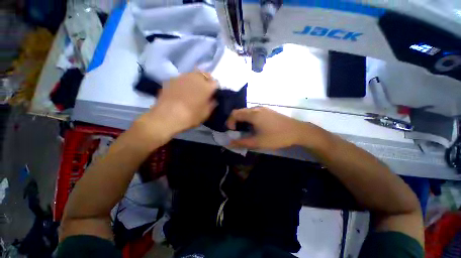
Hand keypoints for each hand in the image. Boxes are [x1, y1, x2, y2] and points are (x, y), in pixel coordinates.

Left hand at [135, 72, 216, 141]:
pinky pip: (183, 78)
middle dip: (207, 80)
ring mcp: (183, 77)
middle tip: (204, 89)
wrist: (167, 116)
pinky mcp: (173, 79)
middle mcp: (196, 78)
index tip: (213, 94)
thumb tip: (213, 99)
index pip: (215, 82)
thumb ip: (212, 104)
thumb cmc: (190, 116)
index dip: (215, 88)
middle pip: (205, 74)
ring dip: (196, 79)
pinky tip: (182, 90)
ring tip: (193, 89)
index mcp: (206, 87)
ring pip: (194, 74)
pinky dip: (185, 82)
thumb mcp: (206, 114)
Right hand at [226, 107, 316, 149]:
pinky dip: (249, 119)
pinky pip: (253, 113)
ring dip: (242, 120)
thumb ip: (242, 142)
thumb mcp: (258, 142)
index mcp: (253, 114)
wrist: (297, 131)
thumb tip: (229, 143)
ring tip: (245, 130)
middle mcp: (256, 108)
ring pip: (246, 112)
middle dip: (234, 121)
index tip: (232, 132)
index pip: (234, 114)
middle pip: (239, 111)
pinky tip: (254, 127)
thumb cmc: (276, 136)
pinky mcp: (267, 111)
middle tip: (236, 132)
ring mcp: (263, 109)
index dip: (229, 122)